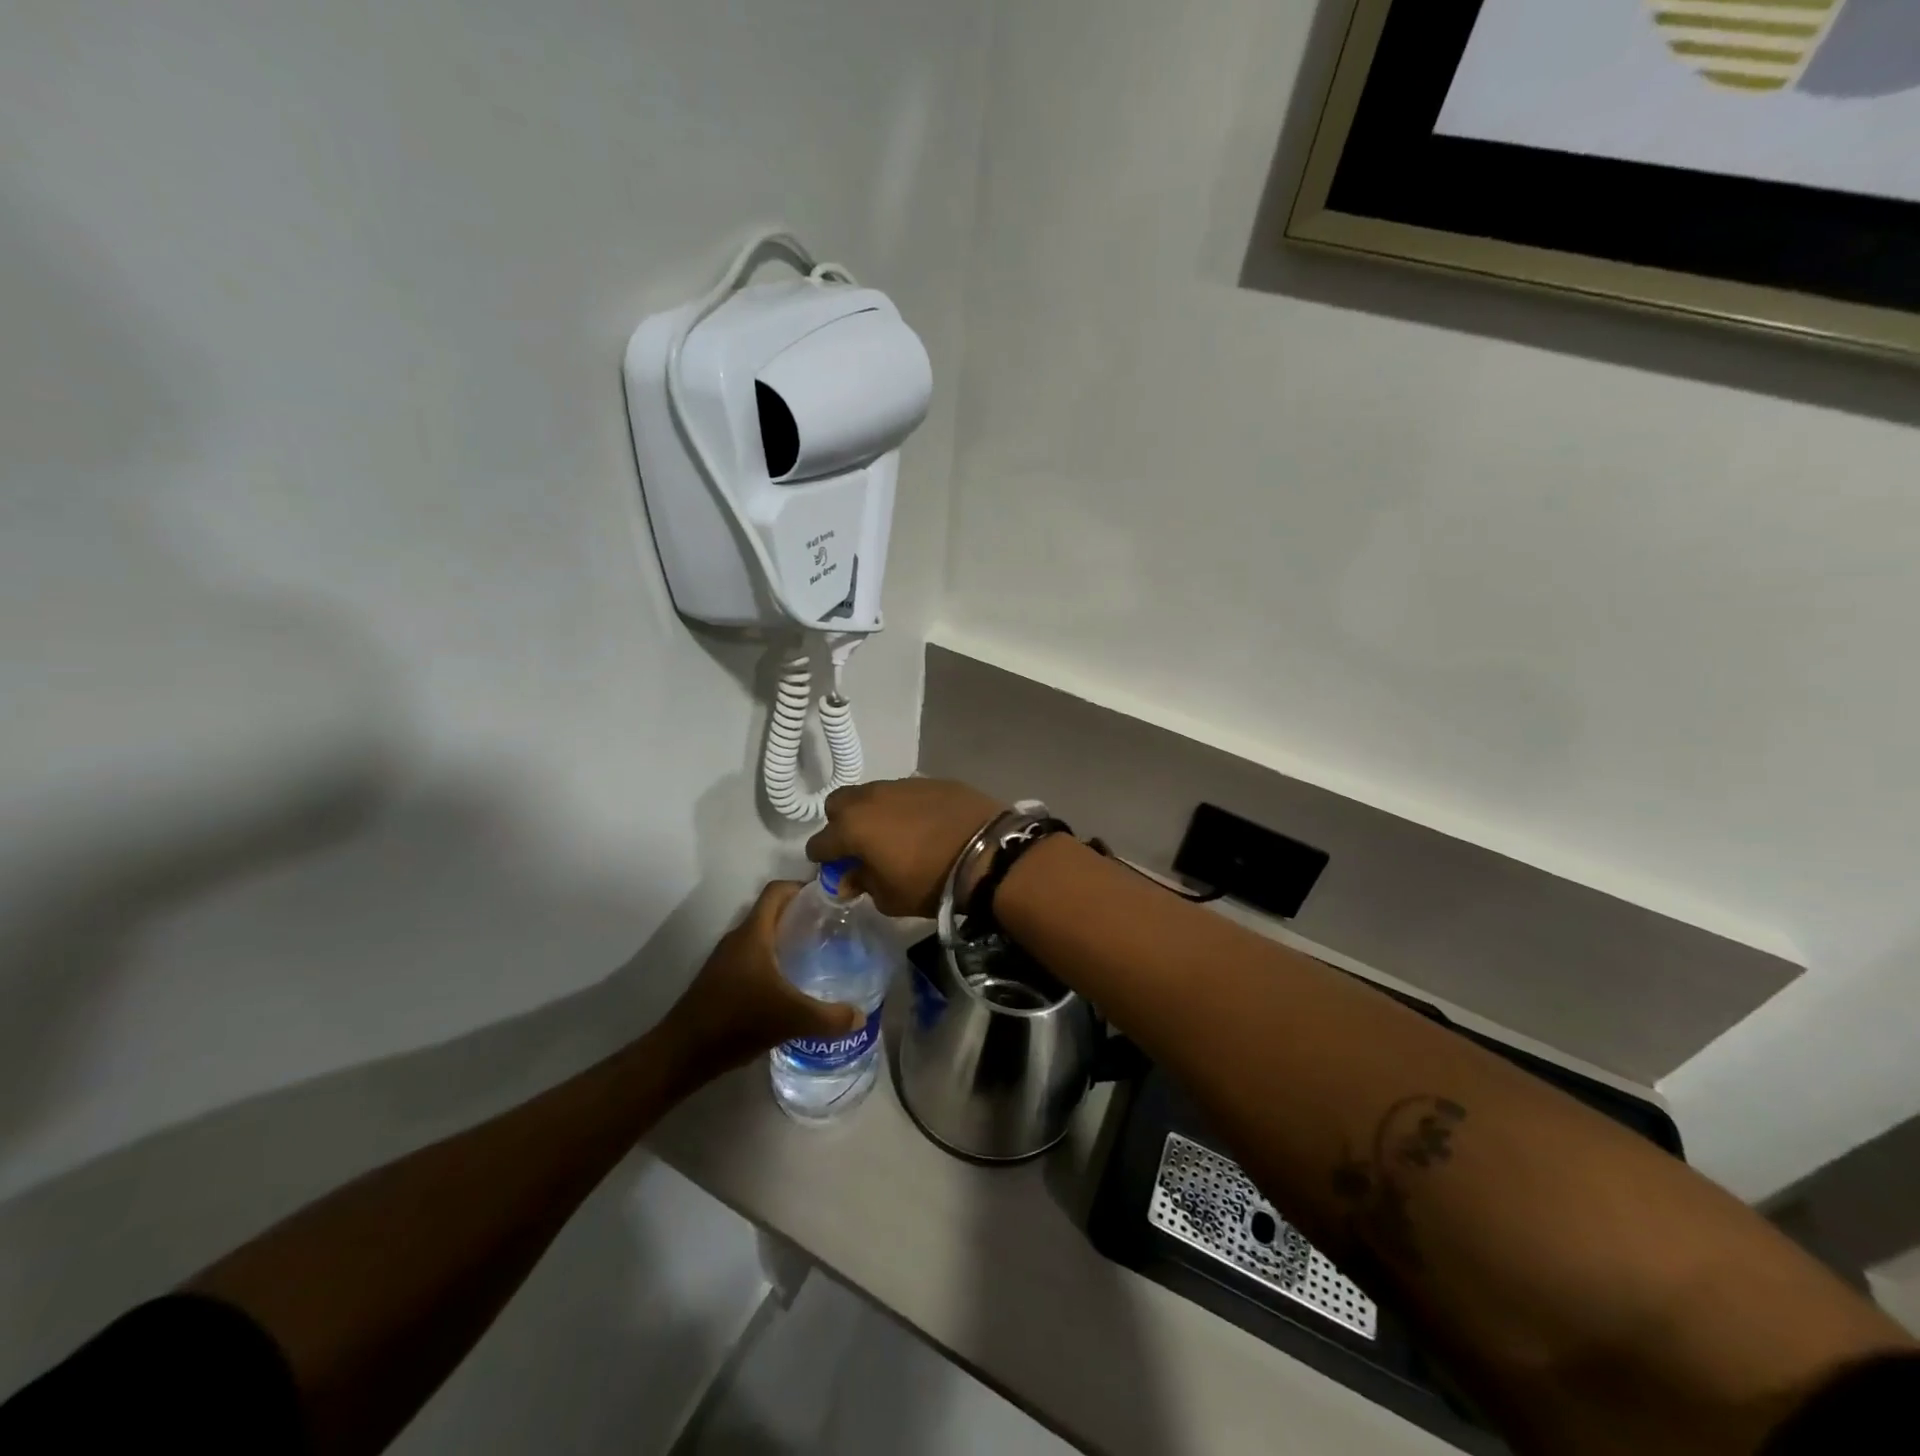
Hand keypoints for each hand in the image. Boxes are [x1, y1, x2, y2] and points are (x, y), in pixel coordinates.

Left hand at [660, 883, 860, 1082]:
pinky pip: (754, 957)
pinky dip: (775, 960)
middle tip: (834, 927)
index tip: (831, 897)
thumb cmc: (737, 1021)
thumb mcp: (791, 1018)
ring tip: (820, 953)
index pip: (777, 890)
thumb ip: (830, 1017)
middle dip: (802, 914)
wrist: (683, 1053)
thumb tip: (860, 1015)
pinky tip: (793, 984)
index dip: (803, 886)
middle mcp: (739, 939)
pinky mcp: (722, 980)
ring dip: (788, 938)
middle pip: (773, 912)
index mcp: (753, 933)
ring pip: (763, 936)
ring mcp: (727, 960)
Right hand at [805, 779, 1005, 917]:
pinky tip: (923, 823)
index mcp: (852, 828)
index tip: (836, 871)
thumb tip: (848, 877)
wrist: (987, 852)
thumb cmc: (930, 881)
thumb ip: (862, 883)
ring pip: (872, 794)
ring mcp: (900, 784)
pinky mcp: (929, 780)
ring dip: (874, 812)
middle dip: (842, 824)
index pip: (819, 843)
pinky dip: (904, 806)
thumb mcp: (890, 898)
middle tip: (861, 846)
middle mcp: (870, 799)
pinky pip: (904, 792)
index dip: (824, 860)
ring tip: (895, 833)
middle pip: (839, 805)